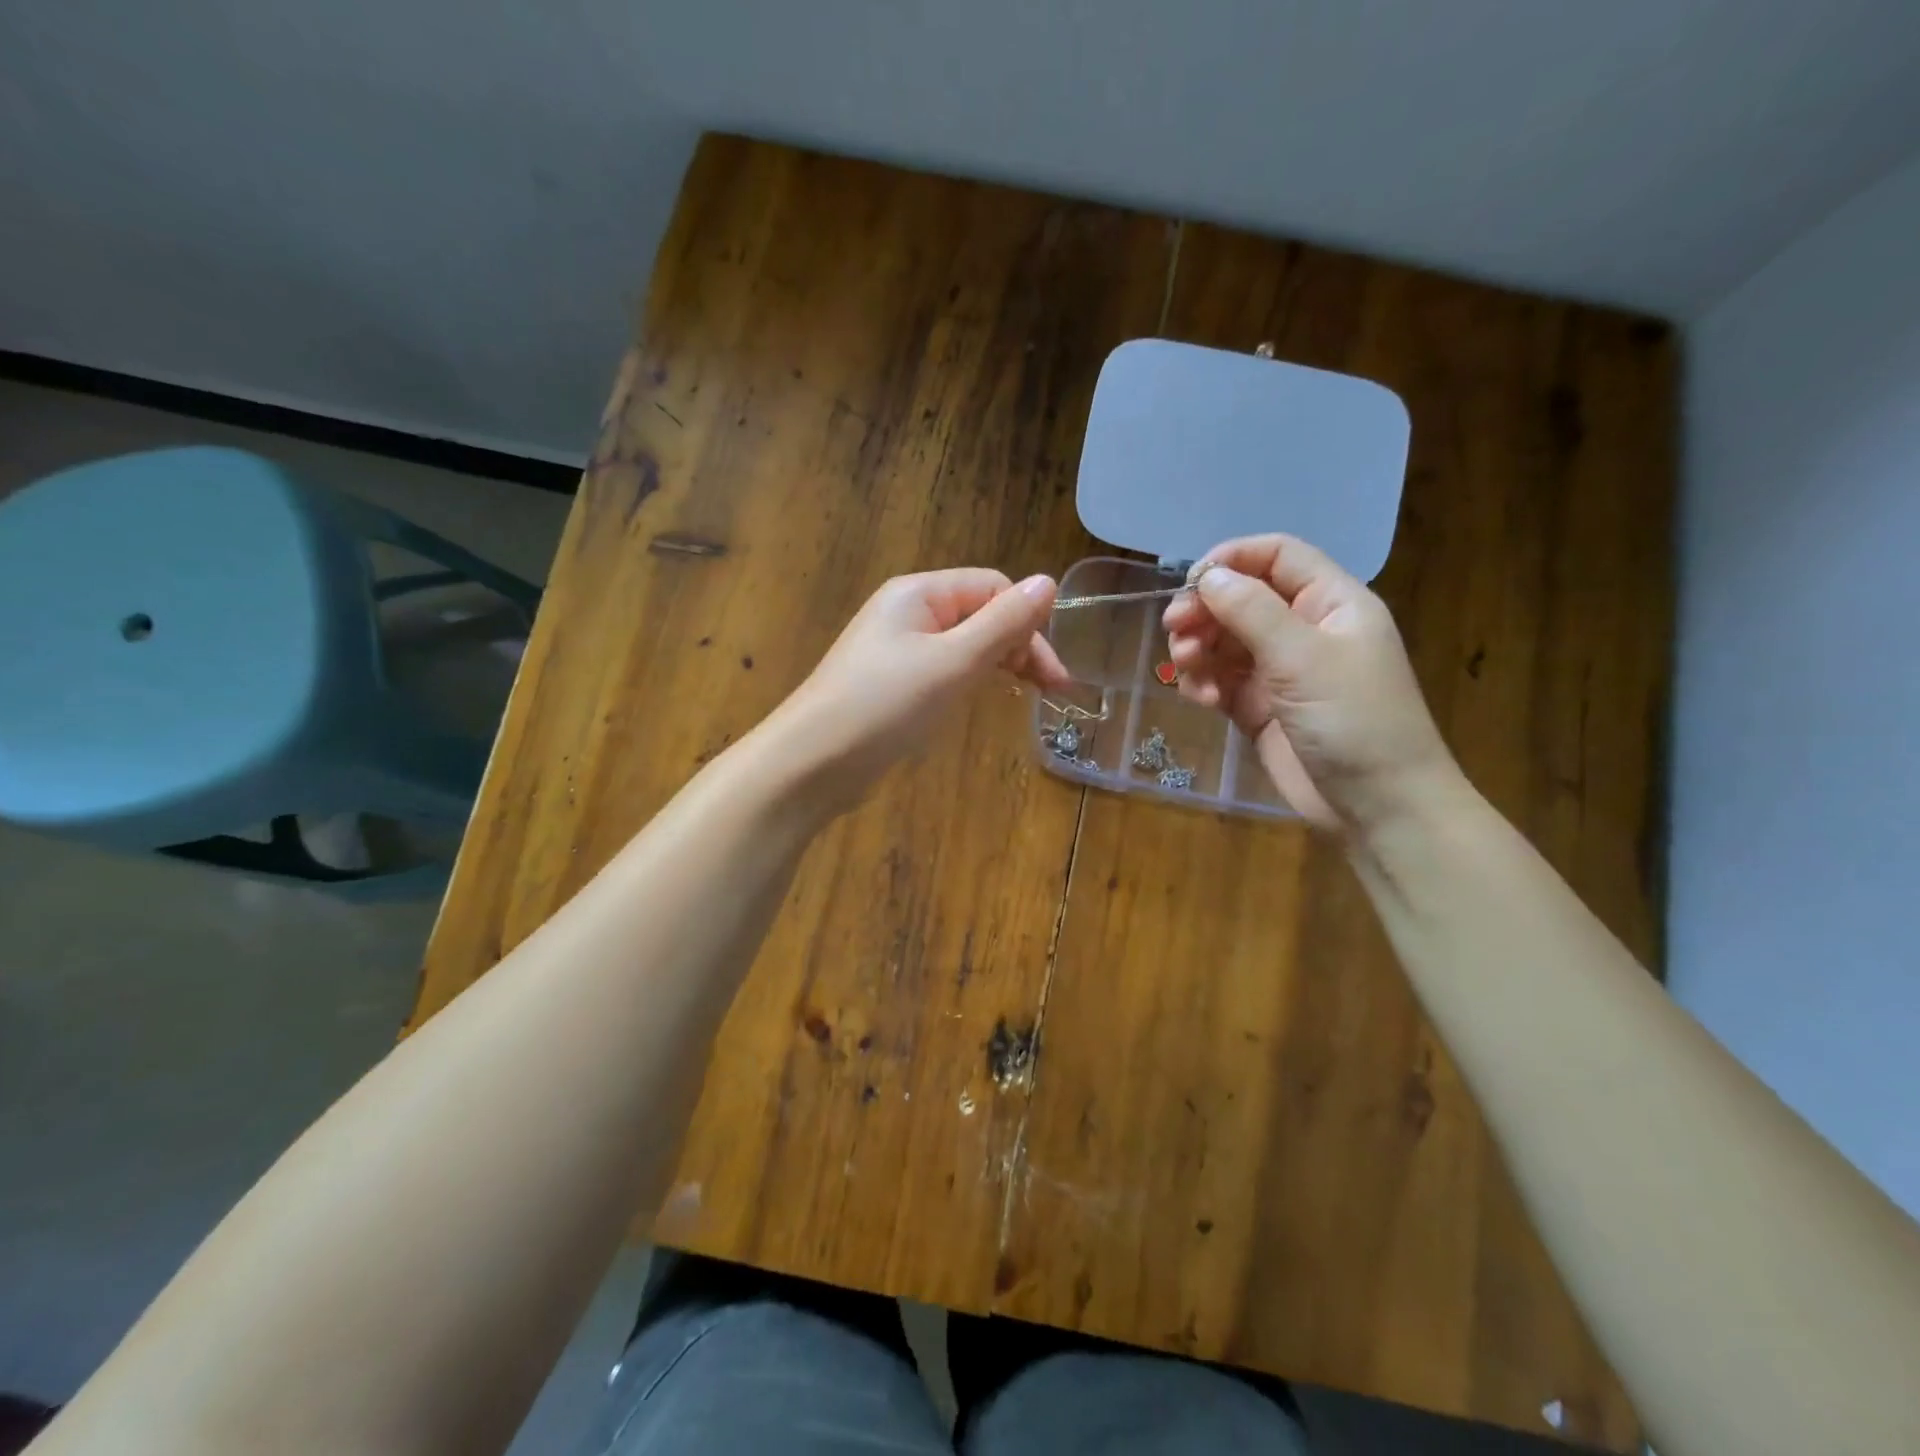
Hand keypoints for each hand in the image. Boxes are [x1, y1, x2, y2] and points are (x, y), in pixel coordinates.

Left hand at [766, 569, 1068, 810]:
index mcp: (919, 593)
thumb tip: (1049, 582)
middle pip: (980, 614)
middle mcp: (907, 612)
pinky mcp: (891, 684)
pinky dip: (970, 679)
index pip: (993, 588)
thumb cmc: (885, 705)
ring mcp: (896, 649)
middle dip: (1019, 645)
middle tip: (1050, 691)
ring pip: (964, 644)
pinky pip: (943, 669)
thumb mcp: (954, 662)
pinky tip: (982, 698)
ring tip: (1026, 694)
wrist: (811, 762)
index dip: (1029, 623)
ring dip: (999, 663)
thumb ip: (1004, 623)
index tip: (1052, 674)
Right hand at [1162, 534, 1456, 833]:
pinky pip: (1223, 681)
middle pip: (1242, 599)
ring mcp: (1281, 671)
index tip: (1190, 581)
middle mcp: (1305, 630)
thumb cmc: (1353, 719)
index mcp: (1330, 603)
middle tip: (1174, 628)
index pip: (1278, 556)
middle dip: (1205, 609)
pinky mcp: (1261, 708)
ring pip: (1226, 641)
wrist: (1377, 806)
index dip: (1232, 559)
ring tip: (1185, 668)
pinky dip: (1205, 684)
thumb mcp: (1302, 657)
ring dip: (1199, 648)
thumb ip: (1251, 611)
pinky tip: (1200, 699)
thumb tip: (1207, 576)